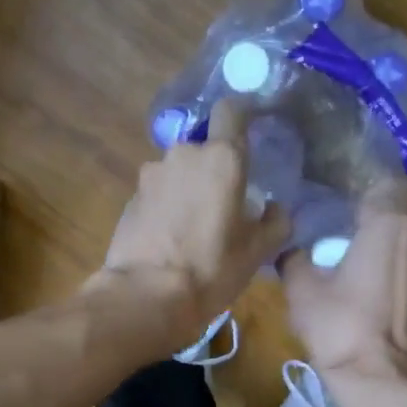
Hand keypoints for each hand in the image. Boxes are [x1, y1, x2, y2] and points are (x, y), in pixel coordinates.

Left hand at [91, 101, 290, 348]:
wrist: (145, 296)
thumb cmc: (211, 270)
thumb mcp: (257, 252)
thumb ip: (275, 222)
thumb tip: (276, 210)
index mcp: (221, 159)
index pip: (232, 110)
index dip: (242, 115)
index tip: (250, 129)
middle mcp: (183, 155)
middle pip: (203, 148)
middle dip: (213, 168)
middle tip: (224, 203)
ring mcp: (151, 176)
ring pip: (177, 171)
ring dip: (187, 189)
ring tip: (194, 227)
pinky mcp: (130, 198)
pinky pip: (157, 193)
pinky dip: (165, 207)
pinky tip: (169, 239)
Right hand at [280, 181, 406, 392]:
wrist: (385, 384)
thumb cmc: (341, 328)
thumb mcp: (302, 293)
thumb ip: (296, 261)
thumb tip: (292, 251)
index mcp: (390, 227)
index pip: (396, 185)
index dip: (377, 193)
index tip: (355, 210)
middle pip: (405, 223)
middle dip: (384, 234)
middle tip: (355, 252)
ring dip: (398, 263)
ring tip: (371, 287)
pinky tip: (386, 312)